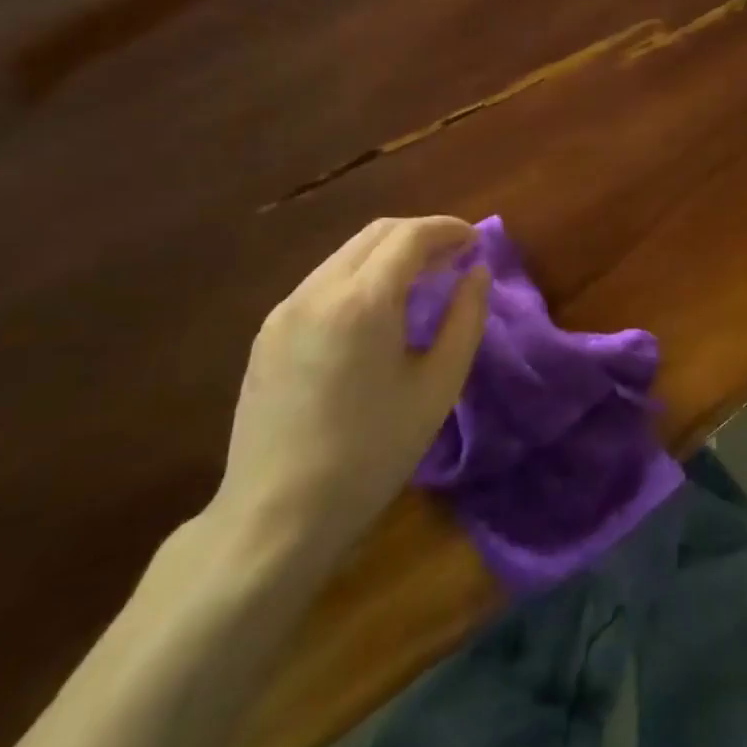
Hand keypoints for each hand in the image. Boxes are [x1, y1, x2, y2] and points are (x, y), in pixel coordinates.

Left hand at [210, 216, 489, 567]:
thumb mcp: (437, 387)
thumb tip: (478, 272)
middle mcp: (317, 291)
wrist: (276, 516)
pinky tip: (378, 309)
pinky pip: (324, 282)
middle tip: (455, 256)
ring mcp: (285, 309)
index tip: (476, 241)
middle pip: (375, 234)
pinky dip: (361, 276)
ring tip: (423, 279)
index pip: (410, 236)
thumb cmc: (371, 452)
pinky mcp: (268, 332)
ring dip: (390, 253)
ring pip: (347, 254)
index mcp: (362, 302)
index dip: (448, 229)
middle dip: (421, 234)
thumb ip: (465, 319)